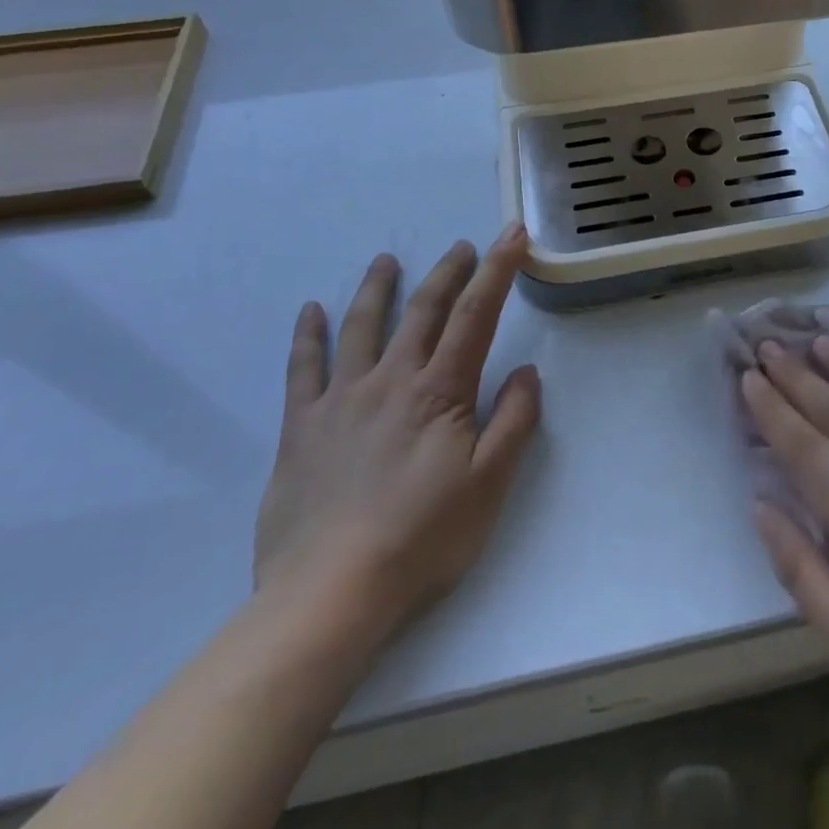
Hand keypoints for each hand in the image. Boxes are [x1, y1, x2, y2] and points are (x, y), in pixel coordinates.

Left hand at [253, 226, 542, 649]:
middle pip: (423, 310)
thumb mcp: (490, 484)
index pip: (476, 315)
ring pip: (362, 327)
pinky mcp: (301, 427)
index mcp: (441, 392)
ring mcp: (342, 399)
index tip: (512, 235)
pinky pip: (303, 369)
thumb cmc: (422, 539)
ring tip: (386, 260)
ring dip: (377, 288)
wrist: (329, 594)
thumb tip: (527, 371)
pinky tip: (310, 311)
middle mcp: (392, 380)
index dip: (498, 270)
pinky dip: (307, 336)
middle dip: (448, 272)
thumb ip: (515, 421)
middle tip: (461, 246)